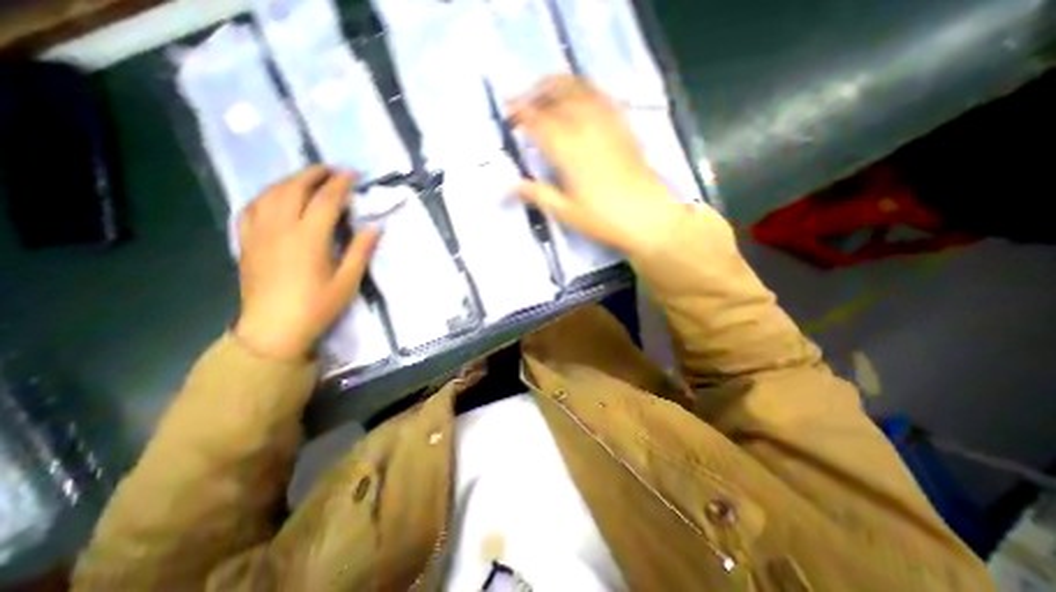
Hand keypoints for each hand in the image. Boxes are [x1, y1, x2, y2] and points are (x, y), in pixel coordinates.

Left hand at [234, 165, 379, 360]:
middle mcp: (281, 228)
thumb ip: (361, 251)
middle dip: (314, 173)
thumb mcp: (348, 281)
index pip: (326, 200)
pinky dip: (266, 196)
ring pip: (270, 193)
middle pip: (294, 188)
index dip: (341, 184)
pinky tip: (276, 198)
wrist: (274, 328)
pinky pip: (251, 208)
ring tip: (307, 179)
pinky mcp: (246, 242)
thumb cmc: (317, 306)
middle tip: (332, 170)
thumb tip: (375, 227)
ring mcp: (258, 233)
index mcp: (309, 238)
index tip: (353, 174)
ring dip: (290, 180)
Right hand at [509, 76, 684, 256]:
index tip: (508, 109)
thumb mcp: (566, 211)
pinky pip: (602, 97)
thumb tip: (508, 188)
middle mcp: (586, 129)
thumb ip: (538, 194)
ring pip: (580, 89)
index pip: (538, 122)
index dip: (521, 113)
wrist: (649, 215)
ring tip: (547, 93)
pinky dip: (586, 90)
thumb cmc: (605, 218)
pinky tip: (580, 98)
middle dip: (537, 92)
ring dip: (559, 85)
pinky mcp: (623, 126)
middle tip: (524, 100)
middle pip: (558, 95)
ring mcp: (607, 124)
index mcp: (568, 151)